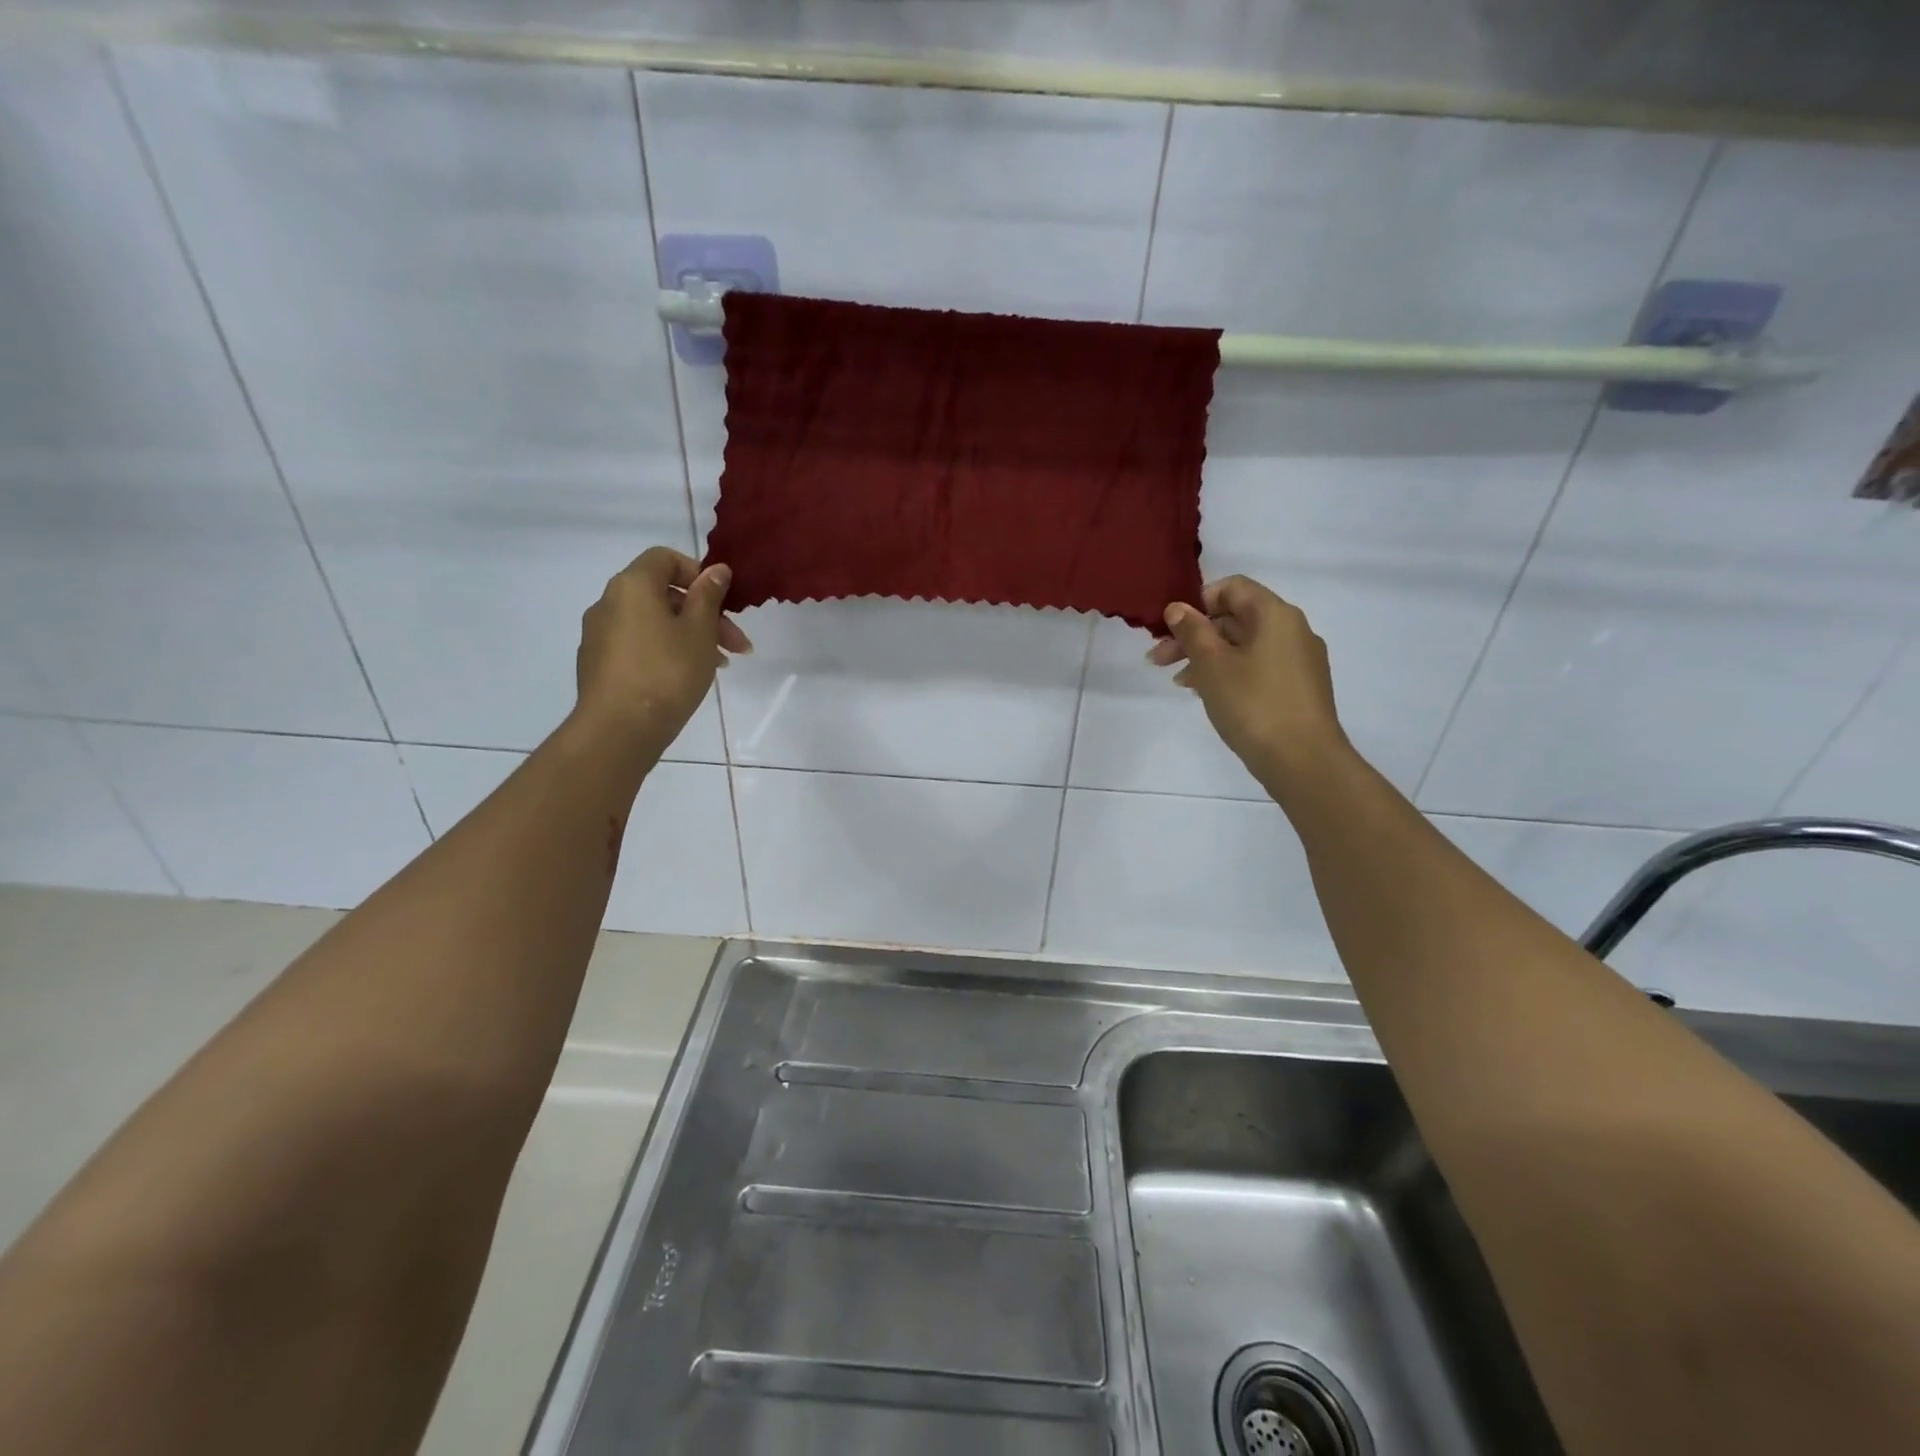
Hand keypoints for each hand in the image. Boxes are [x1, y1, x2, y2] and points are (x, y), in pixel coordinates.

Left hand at [573, 547, 752, 751]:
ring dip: (689, 635)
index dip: (698, 573)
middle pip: (662, 594)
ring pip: (653, 622)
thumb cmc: (667, 672)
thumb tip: (716, 570)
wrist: (619, 729)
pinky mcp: (598, 663)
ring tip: (718, 665)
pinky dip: (665, 651)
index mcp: (632, 586)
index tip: (723, 601)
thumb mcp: (699, 632)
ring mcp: (599, 634)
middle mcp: (609, 602)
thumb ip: (708, 596)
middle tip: (736, 644)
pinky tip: (686, 677)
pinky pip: (638, 644)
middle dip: (704, 613)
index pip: (665, 558)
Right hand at [1148, 576, 1349, 790]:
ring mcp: (1300, 661)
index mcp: (1275, 614)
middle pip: (1237, 618)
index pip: (1233, 587)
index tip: (1172, 629)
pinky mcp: (1300, 688)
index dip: (1198, 602)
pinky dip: (1230, 673)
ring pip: (1245, 645)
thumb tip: (1178, 607)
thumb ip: (1192, 631)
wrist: (1303, 760)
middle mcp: (1293, 630)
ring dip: (1208, 657)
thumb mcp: (1212, 665)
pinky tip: (1209, 695)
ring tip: (1180, 683)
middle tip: (1159, 660)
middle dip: (1195, 635)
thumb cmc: (1253, 704)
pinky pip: (1259, 667)